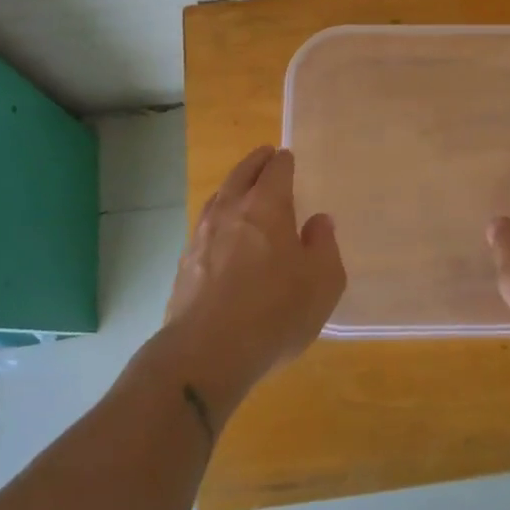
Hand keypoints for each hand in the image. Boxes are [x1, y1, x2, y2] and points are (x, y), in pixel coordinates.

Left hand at [162, 146, 345, 411]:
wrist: (206, 353)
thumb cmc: (274, 312)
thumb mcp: (322, 282)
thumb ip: (324, 245)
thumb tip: (319, 222)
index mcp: (267, 206)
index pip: (276, 169)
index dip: (284, 161)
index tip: (288, 158)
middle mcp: (231, 210)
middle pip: (242, 173)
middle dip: (255, 162)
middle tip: (265, 156)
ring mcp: (202, 235)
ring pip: (219, 197)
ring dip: (233, 187)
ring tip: (242, 189)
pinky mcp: (185, 263)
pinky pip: (205, 226)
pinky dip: (218, 218)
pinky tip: (222, 234)